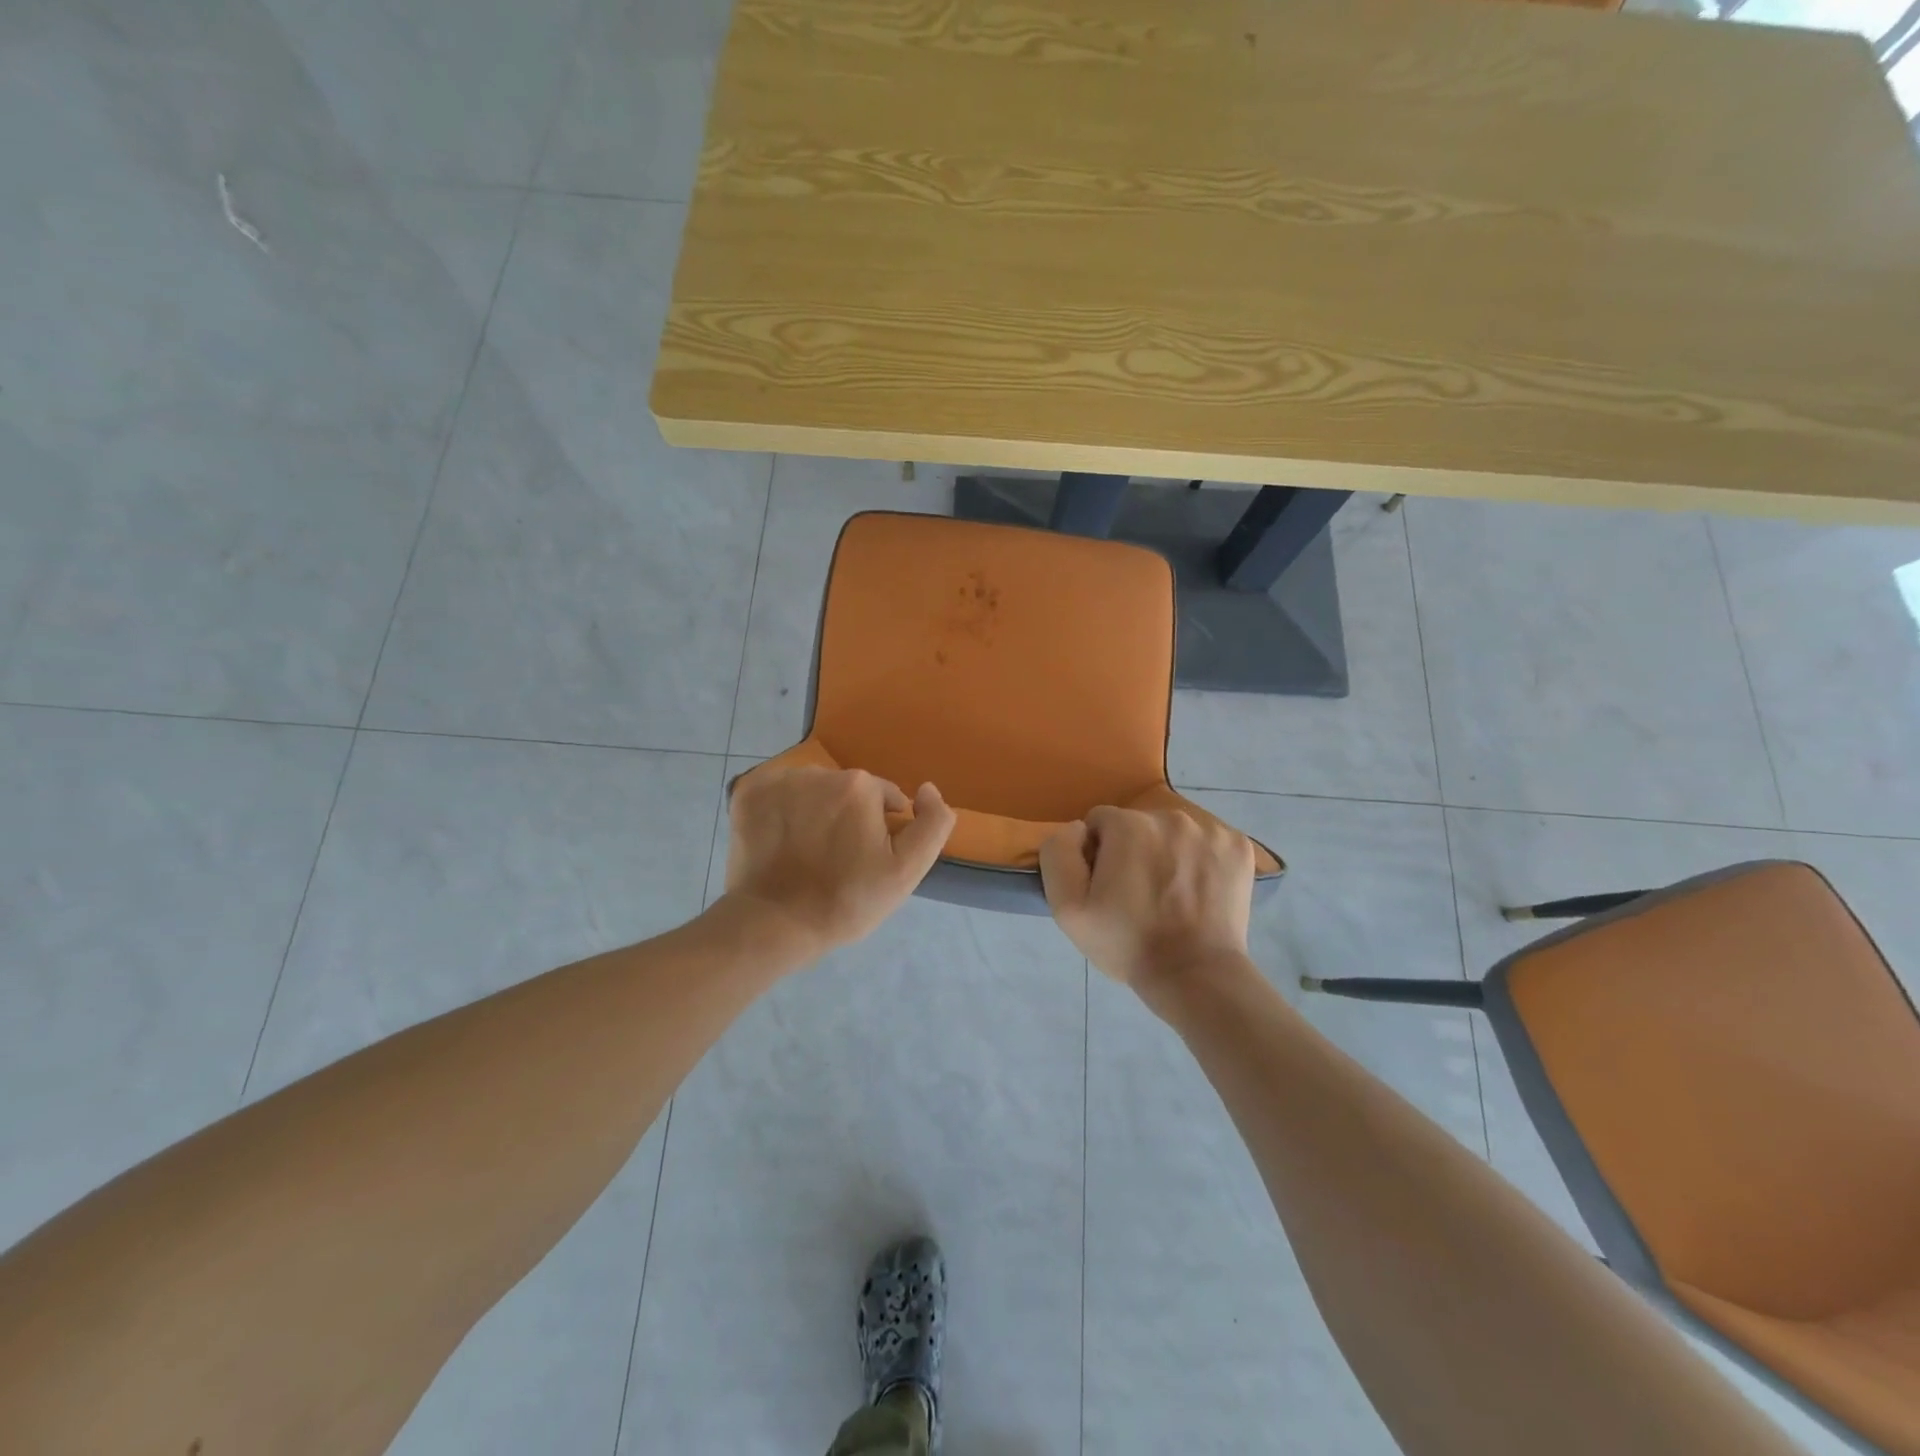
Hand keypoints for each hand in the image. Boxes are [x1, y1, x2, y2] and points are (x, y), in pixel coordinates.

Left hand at [722, 766, 955, 958]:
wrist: (774, 924)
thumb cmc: (846, 900)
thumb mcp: (907, 871)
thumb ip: (932, 823)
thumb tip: (927, 789)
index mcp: (859, 786)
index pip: (884, 798)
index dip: (881, 830)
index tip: (867, 861)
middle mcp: (819, 772)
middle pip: (847, 791)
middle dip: (848, 817)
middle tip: (838, 860)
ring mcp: (778, 780)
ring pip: (812, 790)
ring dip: (815, 812)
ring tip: (807, 853)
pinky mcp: (747, 793)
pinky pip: (778, 792)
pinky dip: (782, 810)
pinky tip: (780, 840)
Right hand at [1039, 806, 1253, 995]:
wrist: (1196, 975)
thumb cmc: (1127, 943)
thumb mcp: (1068, 908)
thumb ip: (1059, 854)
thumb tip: (1078, 829)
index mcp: (1128, 825)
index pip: (1099, 823)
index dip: (1098, 855)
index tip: (1108, 888)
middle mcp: (1171, 816)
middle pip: (1138, 824)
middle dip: (1133, 851)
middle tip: (1138, 896)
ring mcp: (1211, 830)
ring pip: (1174, 832)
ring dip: (1167, 853)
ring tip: (1171, 897)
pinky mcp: (1239, 847)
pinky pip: (1208, 842)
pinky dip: (1201, 860)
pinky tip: (1199, 892)